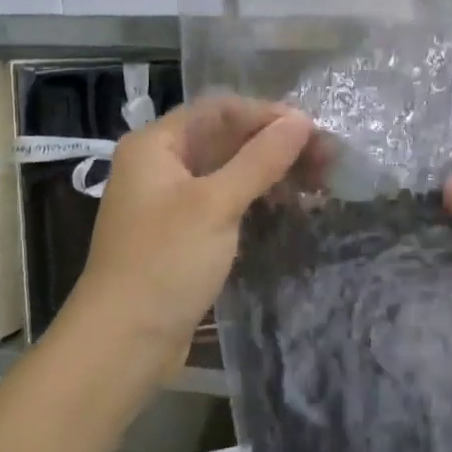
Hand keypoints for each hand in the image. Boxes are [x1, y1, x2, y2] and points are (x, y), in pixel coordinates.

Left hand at [69, 95, 313, 364]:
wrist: (124, 342)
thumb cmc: (165, 262)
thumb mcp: (216, 204)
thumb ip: (260, 159)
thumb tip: (301, 120)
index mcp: (156, 144)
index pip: (219, 110)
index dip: (267, 115)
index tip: (313, 131)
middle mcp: (161, 165)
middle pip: (226, 139)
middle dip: (276, 146)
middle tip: (327, 160)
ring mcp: (172, 202)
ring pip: (230, 173)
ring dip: (272, 174)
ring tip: (318, 185)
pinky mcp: (184, 235)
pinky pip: (226, 203)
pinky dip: (257, 201)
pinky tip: (290, 209)